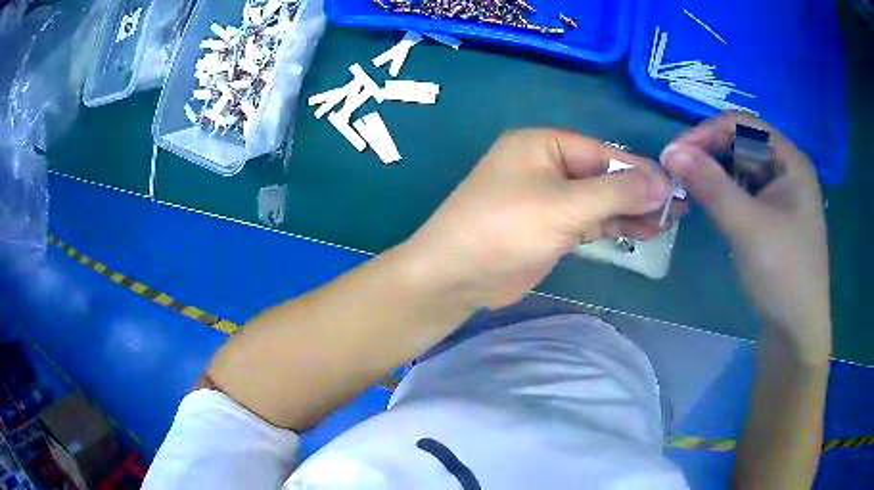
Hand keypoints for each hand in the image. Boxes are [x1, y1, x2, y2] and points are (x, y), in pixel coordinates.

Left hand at [401, 129, 678, 309]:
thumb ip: (616, 193)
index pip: (604, 152)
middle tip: (678, 207)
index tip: (675, 186)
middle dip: (640, 191)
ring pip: (600, 200)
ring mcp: (549, 198)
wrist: (456, 276)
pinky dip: (614, 225)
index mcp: (543, 145)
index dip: (641, 170)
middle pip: (604, 175)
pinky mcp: (551, 227)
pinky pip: (590, 220)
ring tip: (669, 221)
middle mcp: (547, 165)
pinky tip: (643, 230)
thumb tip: (663, 182)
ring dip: (632, 210)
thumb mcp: (565, 206)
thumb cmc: (505, 229)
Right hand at [660, 113, 829, 358]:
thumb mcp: (747, 227)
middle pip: (743, 145)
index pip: (743, 125)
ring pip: (742, 170)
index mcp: (790, 160)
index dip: (707, 132)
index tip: (676, 154)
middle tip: (679, 173)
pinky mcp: (774, 219)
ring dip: (715, 176)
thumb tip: (670, 151)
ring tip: (692, 192)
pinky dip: (726, 195)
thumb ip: (710, 185)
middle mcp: (787, 171)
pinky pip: (746, 193)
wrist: (796, 333)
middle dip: (710, 154)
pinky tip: (713, 208)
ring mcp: (782, 196)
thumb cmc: (782, 274)